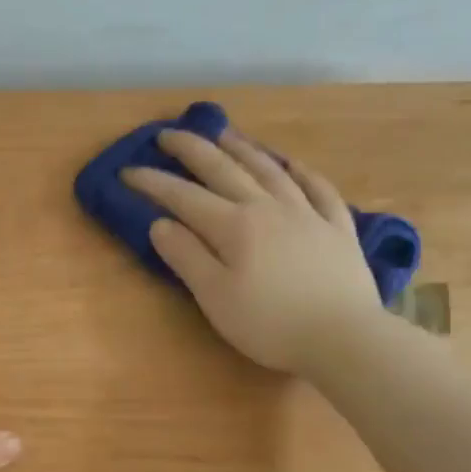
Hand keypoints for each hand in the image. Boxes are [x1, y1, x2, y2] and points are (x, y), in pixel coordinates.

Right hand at [122, 128, 383, 374]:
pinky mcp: (337, 227)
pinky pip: (318, 187)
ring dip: (242, 148)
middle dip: (192, 149)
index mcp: (234, 226)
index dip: (153, 182)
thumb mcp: (215, 297)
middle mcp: (268, 207)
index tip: (127, 170)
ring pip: (269, 169)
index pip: (183, 196)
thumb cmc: (269, 324)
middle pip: (224, 169)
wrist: (344, 337)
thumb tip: (159, 223)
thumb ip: (186, 256)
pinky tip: (291, 163)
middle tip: (168, 134)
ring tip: (224, 134)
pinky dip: (300, 171)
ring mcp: (307, 213)